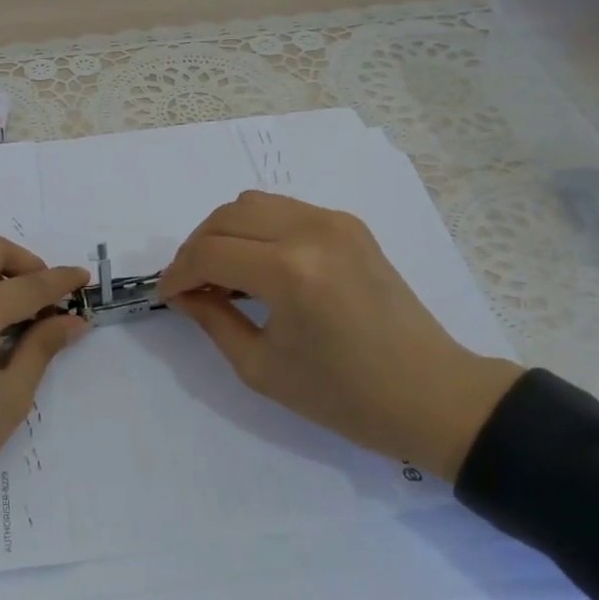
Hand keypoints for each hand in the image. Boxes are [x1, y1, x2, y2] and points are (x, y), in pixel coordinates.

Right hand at [158, 191, 521, 480]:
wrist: (431, 394)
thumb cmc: (344, 396)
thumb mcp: (261, 368)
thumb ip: (212, 319)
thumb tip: (183, 292)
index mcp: (289, 272)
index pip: (209, 252)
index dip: (178, 273)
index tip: (167, 295)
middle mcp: (311, 231)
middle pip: (226, 217)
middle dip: (196, 248)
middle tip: (190, 285)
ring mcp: (334, 222)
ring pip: (252, 203)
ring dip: (225, 232)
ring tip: (221, 272)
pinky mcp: (350, 225)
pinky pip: (284, 210)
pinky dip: (258, 228)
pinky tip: (258, 264)